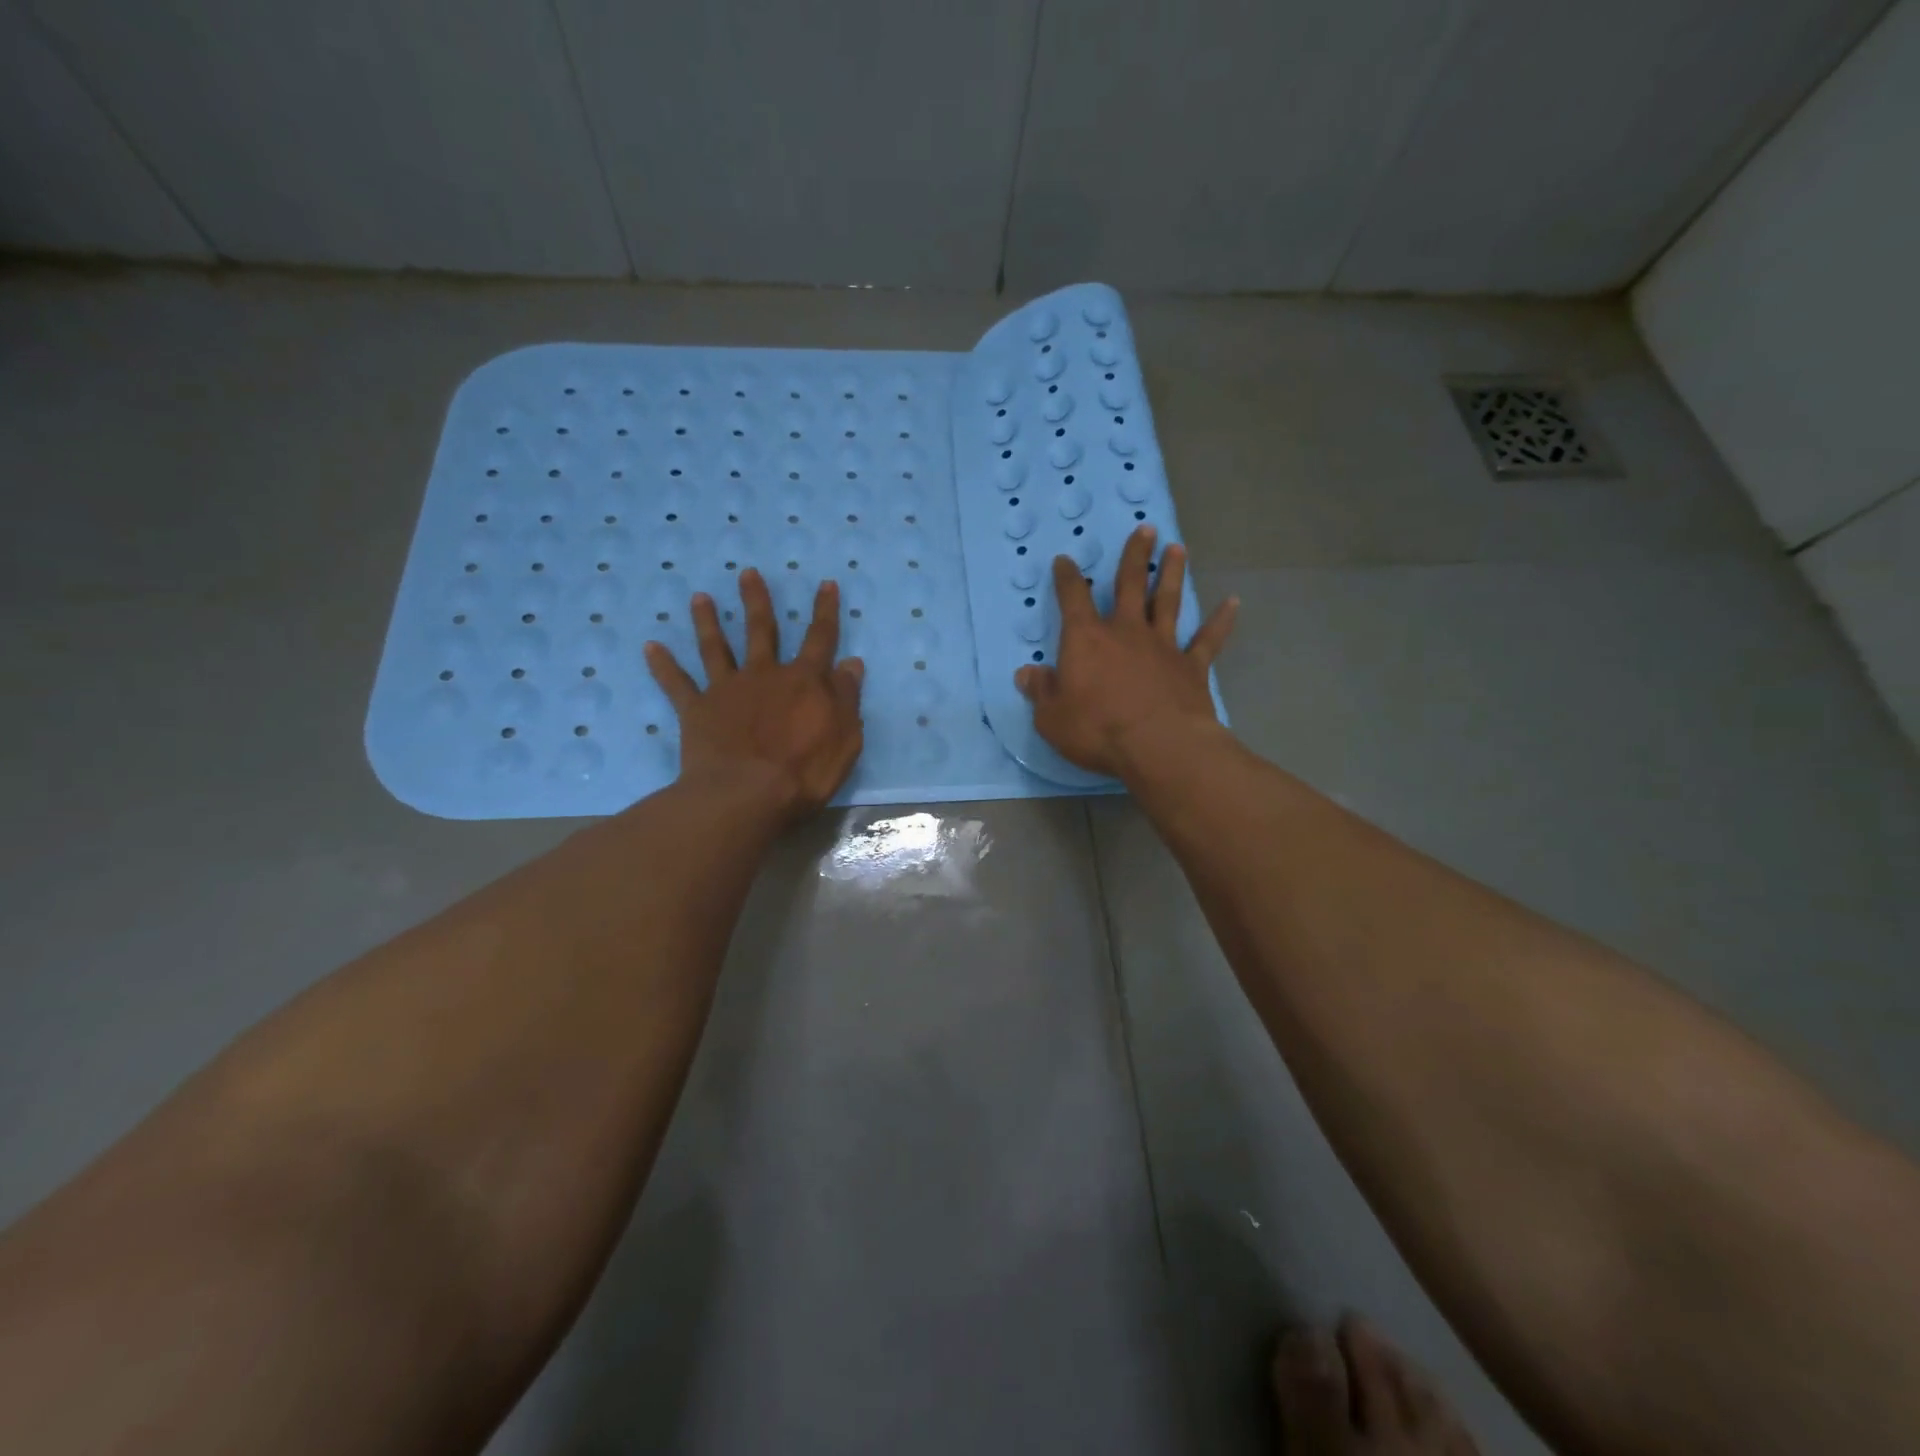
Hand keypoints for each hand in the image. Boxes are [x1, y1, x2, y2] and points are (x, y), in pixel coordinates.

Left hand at [645, 569, 864, 822]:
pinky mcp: (696, 710)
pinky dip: (663, 665)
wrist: (746, 795)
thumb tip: (851, 663)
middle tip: (747, 573)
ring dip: (707, 621)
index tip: (825, 584)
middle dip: (756, 600)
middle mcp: (764, 675)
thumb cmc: (804, 772)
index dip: (825, 611)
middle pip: (761, 630)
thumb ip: (847, 698)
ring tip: (699, 597)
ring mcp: (727, 690)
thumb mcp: (845, 738)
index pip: (820, 639)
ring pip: (716, 647)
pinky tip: (650, 647)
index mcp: (804, 681)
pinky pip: (676, 684)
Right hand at [1015, 525, 1237, 778]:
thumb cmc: (1097, 730)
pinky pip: (1209, 639)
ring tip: (1177, 549)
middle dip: (1135, 556)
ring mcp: (1163, 646)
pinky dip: (1221, 620)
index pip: (1073, 599)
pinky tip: (1232, 602)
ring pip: (1168, 601)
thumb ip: (1041, 691)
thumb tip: (1027, 673)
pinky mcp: (1192, 667)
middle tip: (1145, 529)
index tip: (1065, 560)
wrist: (1158, 746)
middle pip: (1130, 585)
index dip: (1067, 578)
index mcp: (1086, 640)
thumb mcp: (1052, 717)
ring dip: (1172, 573)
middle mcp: (1126, 632)